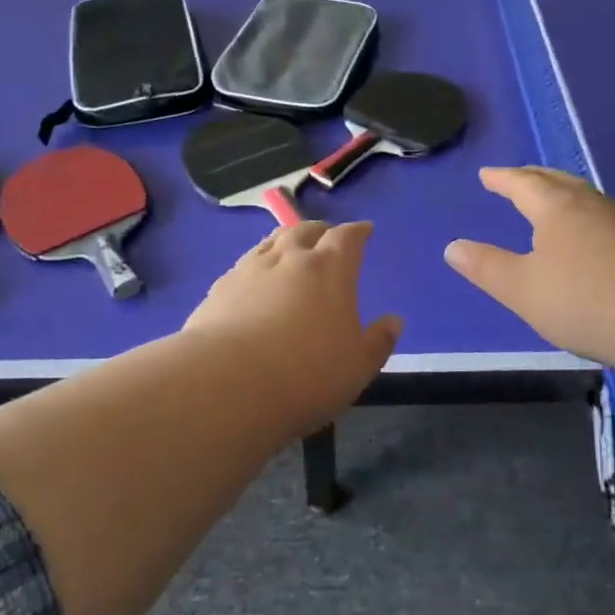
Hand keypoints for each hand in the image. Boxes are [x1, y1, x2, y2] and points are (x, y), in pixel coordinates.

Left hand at [185, 221, 402, 427]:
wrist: (228, 384)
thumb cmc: (307, 374)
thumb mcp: (358, 366)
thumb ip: (379, 341)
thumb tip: (394, 320)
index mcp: (330, 269)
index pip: (347, 237)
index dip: (358, 231)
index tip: (364, 230)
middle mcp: (290, 258)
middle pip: (306, 230)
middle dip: (320, 230)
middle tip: (326, 236)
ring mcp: (250, 269)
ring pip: (271, 242)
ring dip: (285, 241)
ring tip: (290, 249)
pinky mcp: (219, 288)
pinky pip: (244, 266)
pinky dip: (257, 266)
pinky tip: (254, 281)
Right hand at [444, 167, 614, 370]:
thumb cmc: (586, 300)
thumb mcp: (523, 289)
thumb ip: (486, 267)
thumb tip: (453, 246)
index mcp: (557, 208)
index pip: (523, 183)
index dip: (503, 179)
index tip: (487, 175)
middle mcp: (591, 205)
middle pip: (558, 181)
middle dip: (533, 178)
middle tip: (517, 177)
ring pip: (585, 198)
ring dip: (562, 195)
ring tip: (551, 203)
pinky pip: (604, 219)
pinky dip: (584, 218)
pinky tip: (590, 239)